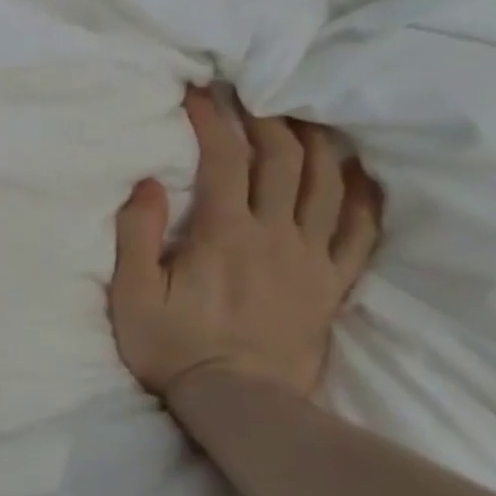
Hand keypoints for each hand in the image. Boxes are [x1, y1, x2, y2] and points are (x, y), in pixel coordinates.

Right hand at [111, 88, 382, 403]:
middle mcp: (275, 235)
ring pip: (327, 184)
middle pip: (283, 159)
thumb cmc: (173, 346)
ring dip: (317, 143)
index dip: (212, 117)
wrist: (240, 405)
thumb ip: (136, 234)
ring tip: (305, 115)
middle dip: (266, 116)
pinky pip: (360, 231)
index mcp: (224, 233)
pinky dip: (363, 196)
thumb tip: (148, 183)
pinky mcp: (332, 284)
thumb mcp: (133, 294)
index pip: (224, 158)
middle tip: (251, 92)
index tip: (199, 91)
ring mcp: (312, 259)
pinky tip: (360, 173)